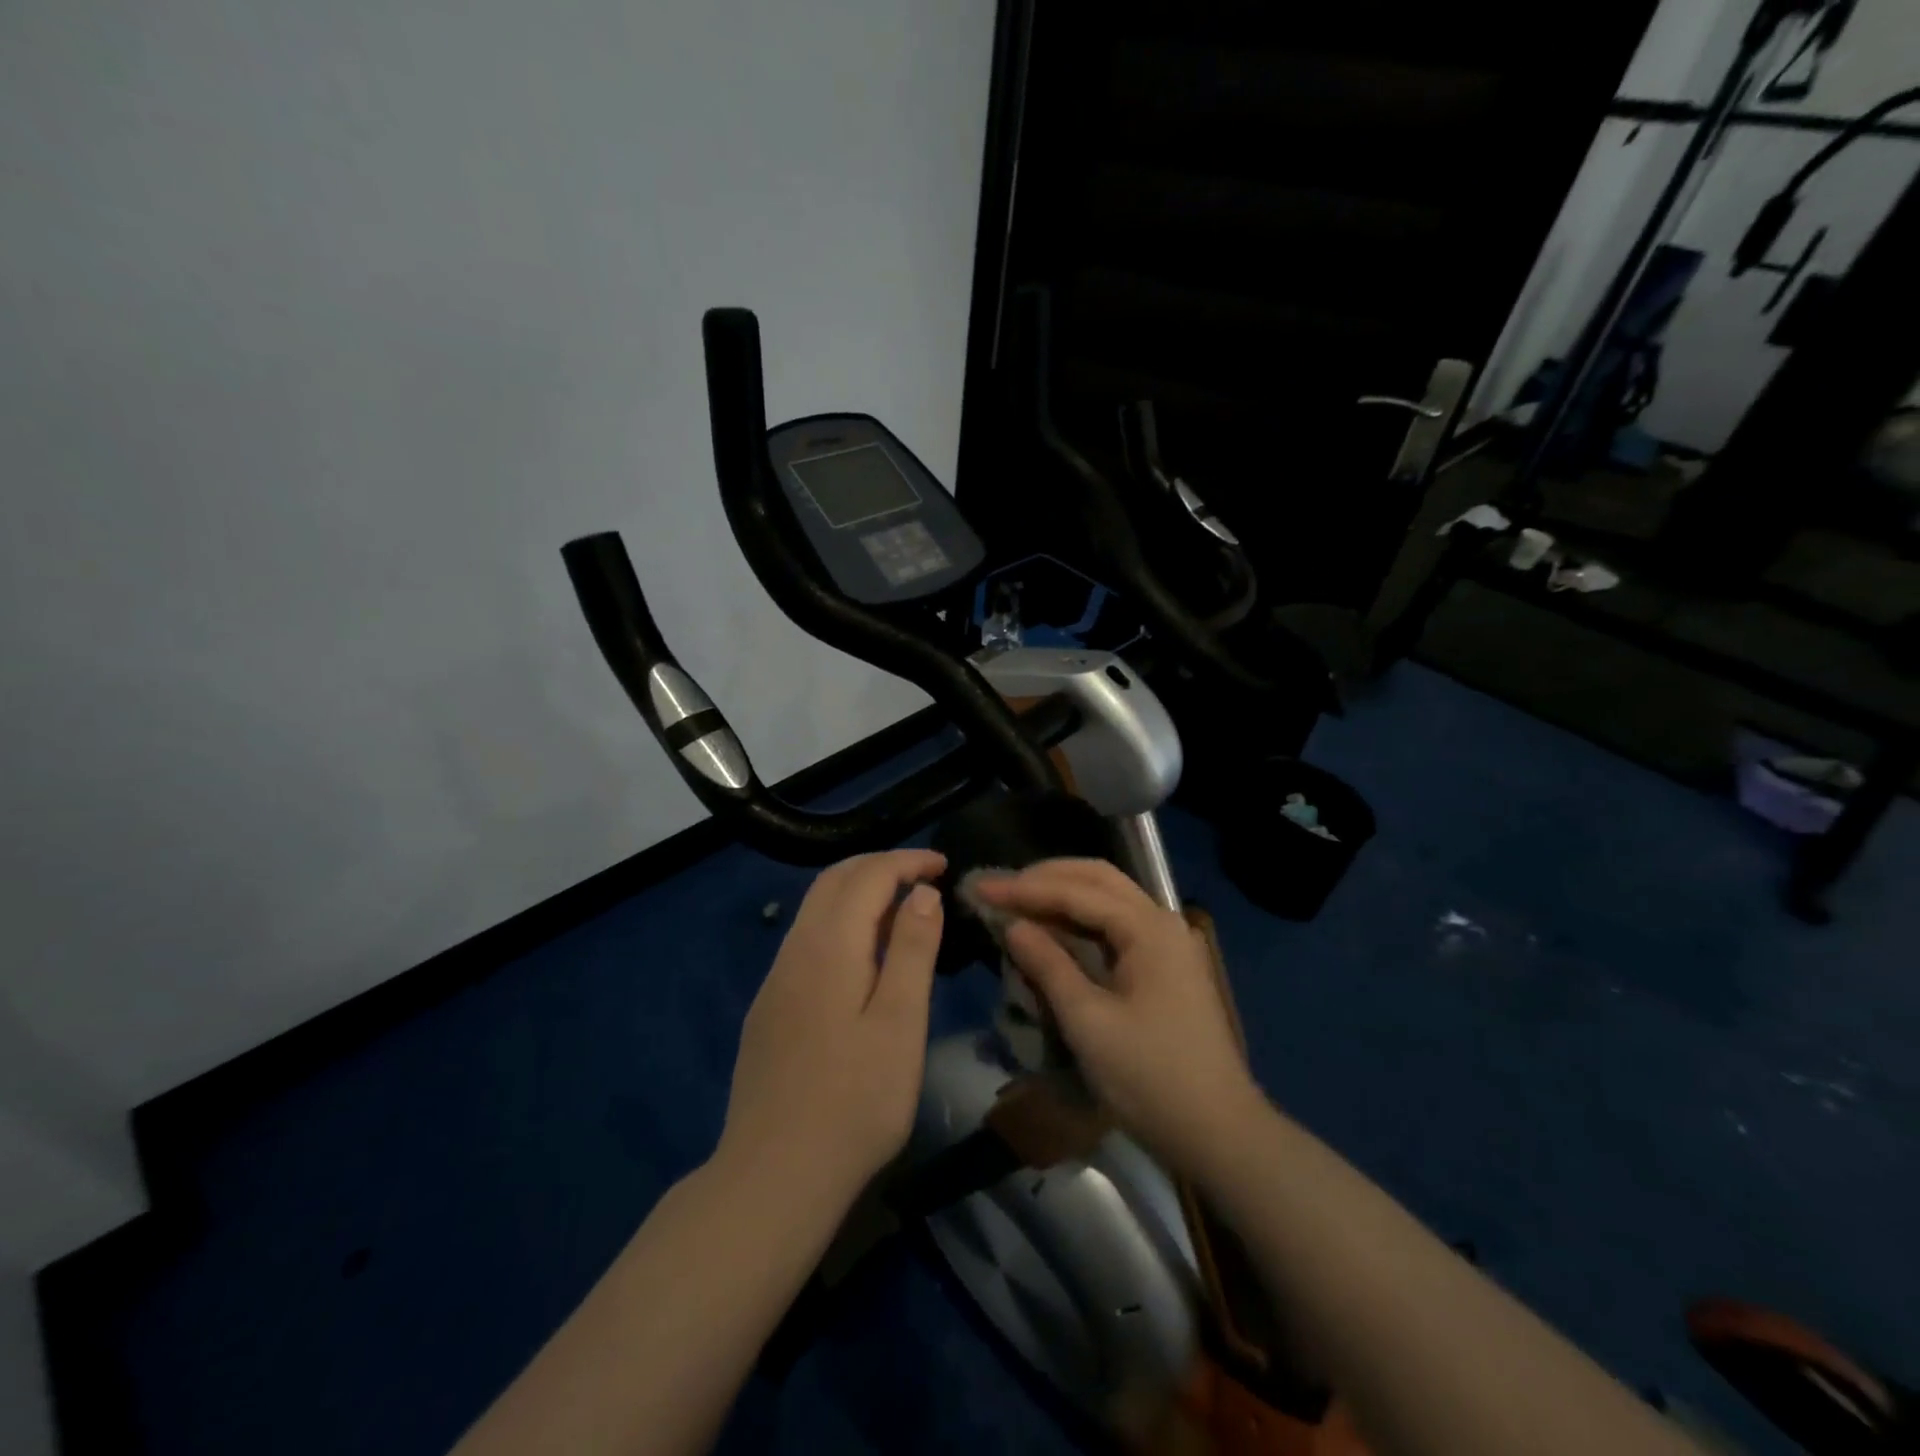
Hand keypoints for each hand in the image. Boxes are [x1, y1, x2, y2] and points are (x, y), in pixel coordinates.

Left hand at [717, 849, 945, 1209]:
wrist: (773, 1176)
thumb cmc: (854, 1101)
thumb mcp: (900, 1022)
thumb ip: (912, 950)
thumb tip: (923, 892)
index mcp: (829, 946)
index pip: (868, 876)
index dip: (907, 861)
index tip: (944, 864)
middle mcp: (795, 950)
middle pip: (833, 880)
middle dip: (879, 866)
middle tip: (923, 875)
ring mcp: (776, 981)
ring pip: (815, 909)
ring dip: (857, 892)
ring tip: (900, 909)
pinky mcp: (769, 1009)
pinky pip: (806, 940)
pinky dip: (840, 922)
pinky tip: (860, 955)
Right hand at [974, 859, 1265, 1174]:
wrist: (1220, 1133)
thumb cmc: (1151, 1079)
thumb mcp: (1089, 1023)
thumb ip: (1049, 966)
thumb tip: (1013, 925)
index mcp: (1148, 928)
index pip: (1077, 891)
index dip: (1025, 888)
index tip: (982, 888)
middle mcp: (1162, 922)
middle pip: (1098, 879)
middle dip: (1047, 878)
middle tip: (1001, 887)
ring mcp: (1169, 944)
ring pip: (1110, 900)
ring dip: (1064, 895)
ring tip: (1019, 902)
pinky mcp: (1167, 967)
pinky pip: (1118, 927)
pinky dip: (1082, 921)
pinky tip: (1055, 931)